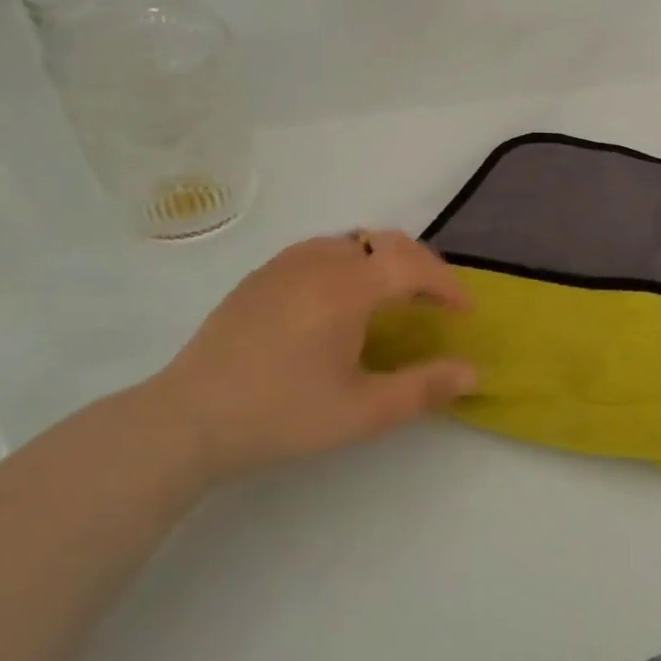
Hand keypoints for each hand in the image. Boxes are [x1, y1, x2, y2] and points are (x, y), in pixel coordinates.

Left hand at [143, 231, 476, 483]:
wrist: (188, 419)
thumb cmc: (282, 415)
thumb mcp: (362, 412)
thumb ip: (423, 389)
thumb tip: (473, 373)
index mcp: (347, 287)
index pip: (414, 265)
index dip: (448, 285)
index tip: (465, 313)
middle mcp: (319, 260)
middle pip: (386, 241)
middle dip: (421, 265)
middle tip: (435, 300)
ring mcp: (285, 263)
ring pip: (353, 241)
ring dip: (385, 260)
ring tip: (394, 297)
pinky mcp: (261, 275)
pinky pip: (322, 251)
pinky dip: (351, 263)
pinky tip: (341, 300)